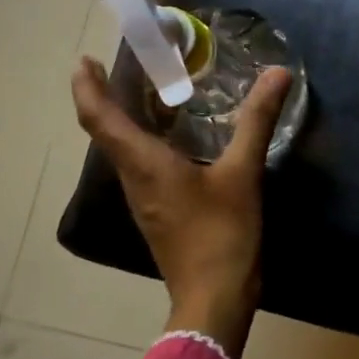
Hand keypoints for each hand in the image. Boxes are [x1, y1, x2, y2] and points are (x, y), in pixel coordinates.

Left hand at [69, 0, 291, 358]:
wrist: (214, 299)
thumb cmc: (222, 234)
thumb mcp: (243, 173)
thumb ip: (256, 121)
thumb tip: (276, 74)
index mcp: (144, 164)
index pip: (99, 119)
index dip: (86, 87)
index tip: (82, 59)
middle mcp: (134, 179)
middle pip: (107, 131)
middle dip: (107, 96)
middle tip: (125, 64)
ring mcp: (145, 200)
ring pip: (125, 150)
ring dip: (127, 119)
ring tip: (151, 92)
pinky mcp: (160, 214)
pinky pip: (144, 167)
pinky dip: (149, 141)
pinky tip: (179, 138)